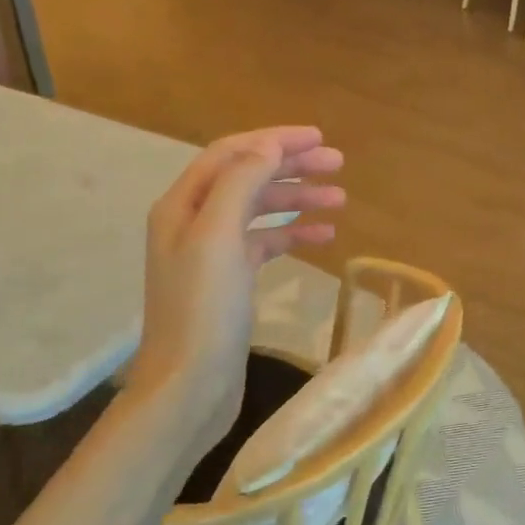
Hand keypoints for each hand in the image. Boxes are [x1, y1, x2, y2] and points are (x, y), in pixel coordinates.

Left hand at [123, 126, 344, 439]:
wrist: (189, 386)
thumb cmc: (202, 309)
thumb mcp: (218, 236)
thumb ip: (241, 184)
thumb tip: (269, 146)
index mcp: (183, 205)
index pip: (232, 154)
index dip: (274, 141)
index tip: (318, 139)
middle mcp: (194, 221)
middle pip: (248, 178)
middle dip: (292, 167)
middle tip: (338, 164)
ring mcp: (213, 253)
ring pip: (260, 210)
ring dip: (298, 199)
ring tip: (341, 200)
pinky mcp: (231, 280)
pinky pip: (266, 243)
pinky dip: (294, 234)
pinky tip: (325, 236)